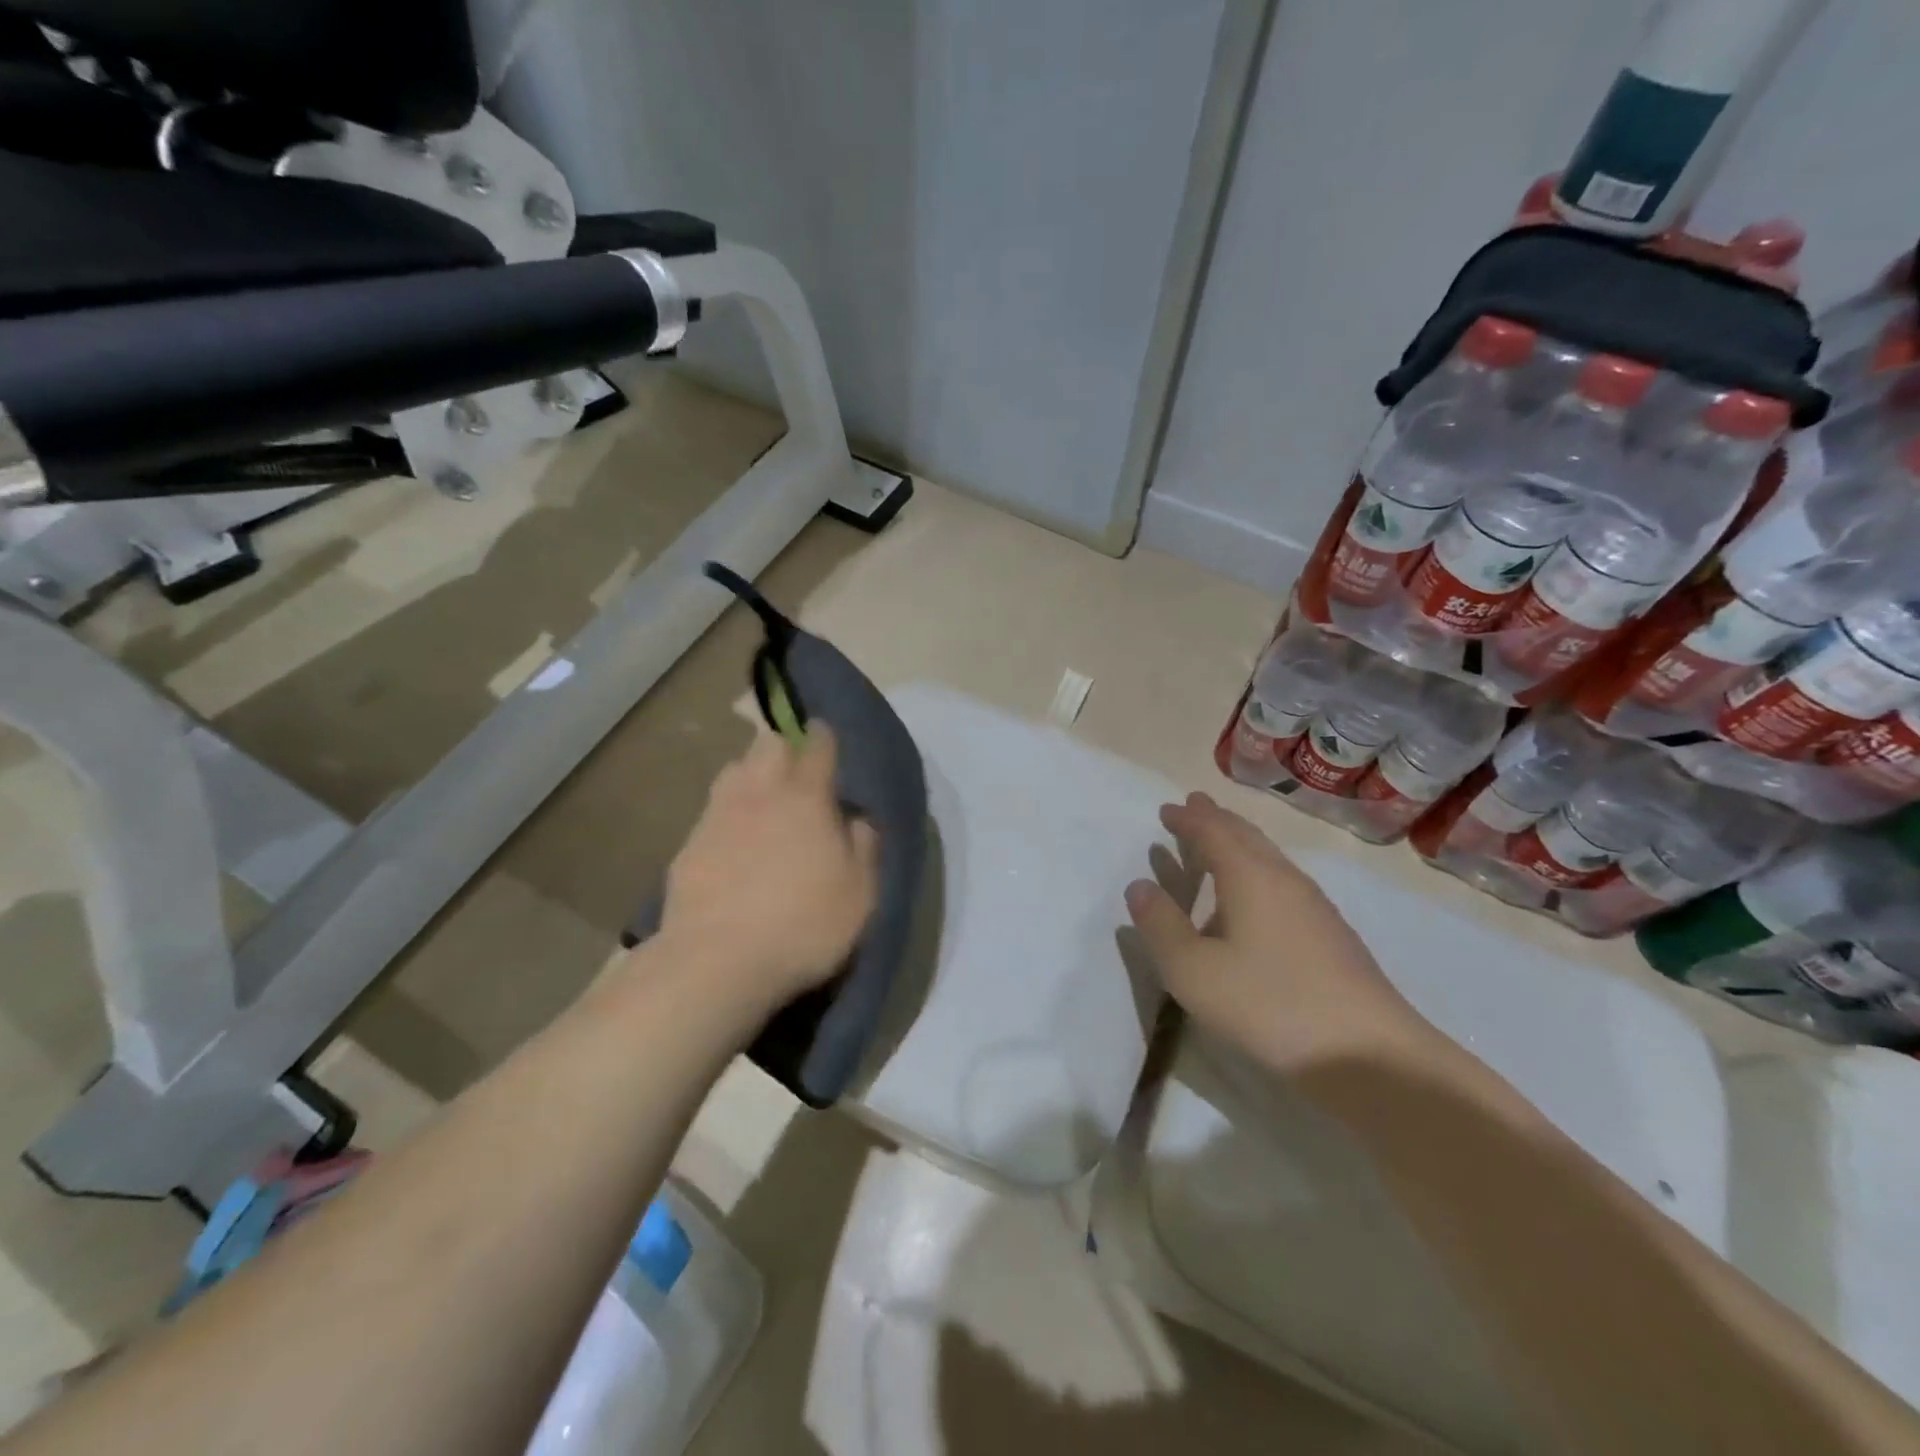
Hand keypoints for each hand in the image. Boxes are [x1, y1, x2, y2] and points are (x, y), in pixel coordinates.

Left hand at [660, 725, 879, 1005]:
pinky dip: (727, 810)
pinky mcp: (689, 844)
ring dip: (751, 770)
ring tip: (762, 791)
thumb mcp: (860, 892)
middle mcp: (760, 792)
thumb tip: (858, 819)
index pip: (816, 745)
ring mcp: (718, 815)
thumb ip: (865, 846)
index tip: (825, 734)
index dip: (823, 735)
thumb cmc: (803, 924)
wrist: (716, 961)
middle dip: (783, 742)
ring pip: (734, 769)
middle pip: (768, 744)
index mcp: (806, 797)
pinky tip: (732, 835)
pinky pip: (712, 809)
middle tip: (794, 761)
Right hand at [1124, 792, 1437, 1076]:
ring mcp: (1315, 908)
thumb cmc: (1270, 1005)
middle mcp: (1284, 880)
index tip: (1167, 809)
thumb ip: (1161, 926)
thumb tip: (1140, 886)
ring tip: (1218, 847)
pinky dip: (1256, 873)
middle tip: (1194, 807)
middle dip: (1217, 820)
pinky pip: (1282, 884)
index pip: (1213, 832)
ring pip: (1269, 859)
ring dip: (1239, 844)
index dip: (1188, 819)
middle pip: (1247, 836)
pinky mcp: (1331, 937)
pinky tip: (1253, 903)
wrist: (1370, 1057)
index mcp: (1250, 877)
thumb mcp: (1193, 972)